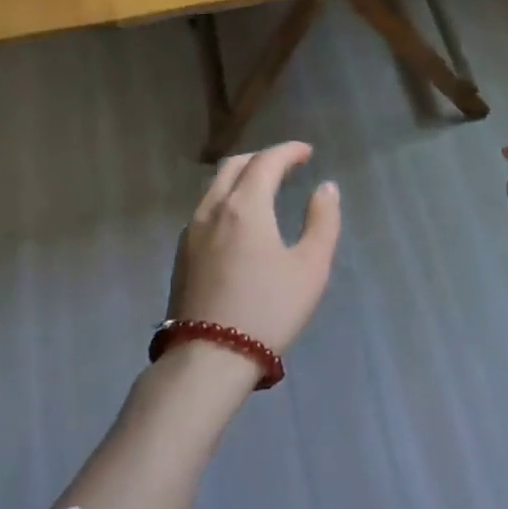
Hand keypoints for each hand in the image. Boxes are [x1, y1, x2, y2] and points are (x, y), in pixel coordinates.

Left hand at [171, 141, 341, 354]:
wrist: (209, 357)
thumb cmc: (269, 309)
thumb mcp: (311, 266)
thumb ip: (322, 221)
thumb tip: (325, 188)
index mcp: (244, 207)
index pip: (266, 162)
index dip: (288, 151)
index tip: (307, 152)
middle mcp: (212, 210)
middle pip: (233, 167)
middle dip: (261, 158)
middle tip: (286, 165)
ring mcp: (191, 233)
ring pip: (214, 188)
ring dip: (241, 178)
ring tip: (264, 189)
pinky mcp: (181, 255)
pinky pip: (205, 210)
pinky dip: (226, 199)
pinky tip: (239, 221)